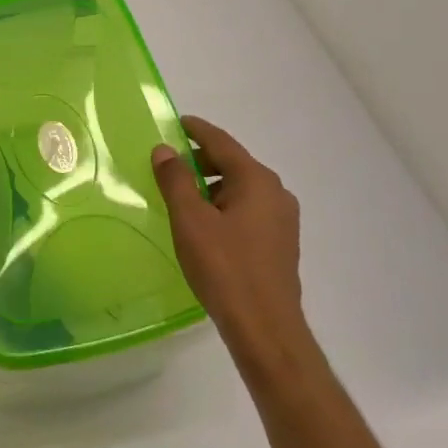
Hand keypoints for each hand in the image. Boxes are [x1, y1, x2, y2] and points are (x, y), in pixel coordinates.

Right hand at [152, 116, 310, 373]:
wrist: (264, 326)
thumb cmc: (224, 267)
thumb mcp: (190, 220)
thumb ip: (176, 180)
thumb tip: (165, 150)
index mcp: (256, 180)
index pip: (222, 142)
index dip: (196, 130)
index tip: (176, 122)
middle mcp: (275, 192)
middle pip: (234, 164)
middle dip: (201, 160)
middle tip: (169, 164)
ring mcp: (282, 219)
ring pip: (241, 189)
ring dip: (212, 185)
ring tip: (181, 197)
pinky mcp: (280, 242)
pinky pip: (248, 209)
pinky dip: (224, 205)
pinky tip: (204, 224)